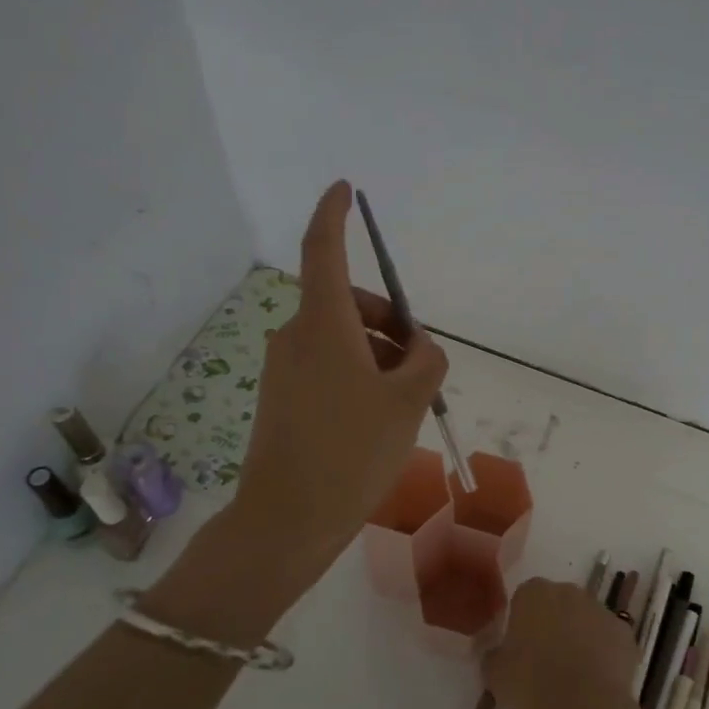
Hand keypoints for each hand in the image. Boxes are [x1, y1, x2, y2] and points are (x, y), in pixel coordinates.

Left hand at [232, 181, 448, 581]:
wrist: (288, 519)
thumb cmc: (352, 451)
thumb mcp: (409, 401)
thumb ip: (426, 360)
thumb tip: (417, 348)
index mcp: (323, 324)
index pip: (323, 250)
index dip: (333, 214)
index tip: (343, 189)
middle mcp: (296, 336)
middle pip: (347, 303)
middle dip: (388, 321)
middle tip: (421, 363)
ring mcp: (284, 368)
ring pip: (341, 339)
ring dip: (378, 354)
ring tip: (406, 402)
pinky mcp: (281, 397)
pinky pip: (328, 367)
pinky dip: (358, 375)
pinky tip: (378, 418)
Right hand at [483, 578, 640, 708]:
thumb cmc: (531, 686)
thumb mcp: (495, 674)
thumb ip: (493, 654)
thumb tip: (497, 651)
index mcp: (534, 593)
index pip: (524, 597)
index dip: (522, 622)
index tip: (519, 648)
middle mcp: (570, 592)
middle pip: (558, 603)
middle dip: (553, 625)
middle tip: (544, 661)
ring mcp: (602, 611)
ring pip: (586, 620)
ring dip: (580, 638)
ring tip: (572, 676)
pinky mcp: (626, 635)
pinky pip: (609, 640)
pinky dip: (604, 655)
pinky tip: (595, 683)